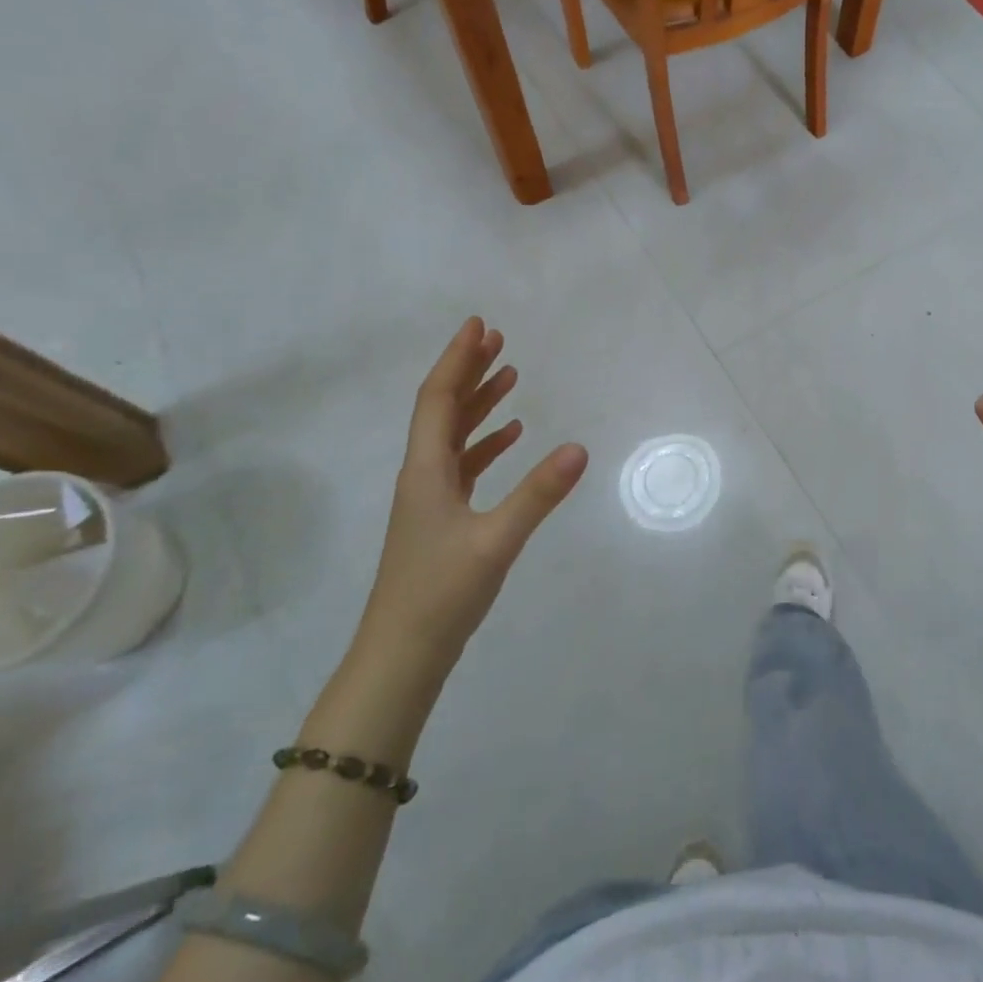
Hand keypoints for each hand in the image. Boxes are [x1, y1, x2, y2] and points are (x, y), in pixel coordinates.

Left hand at [358, 319, 588, 673]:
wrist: (402, 655)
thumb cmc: (441, 593)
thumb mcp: (496, 541)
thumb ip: (539, 494)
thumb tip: (580, 448)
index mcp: (426, 470)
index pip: (438, 399)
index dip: (456, 360)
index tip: (478, 326)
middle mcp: (423, 475)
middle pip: (443, 409)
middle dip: (469, 371)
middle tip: (498, 339)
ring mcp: (430, 498)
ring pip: (453, 435)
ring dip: (478, 403)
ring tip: (509, 376)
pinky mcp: (442, 519)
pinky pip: (464, 465)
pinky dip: (485, 444)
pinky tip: (510, 437)